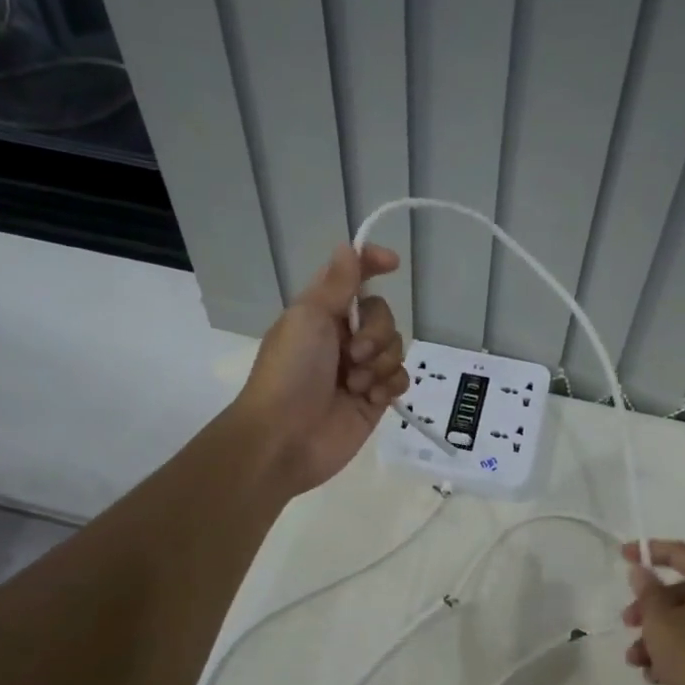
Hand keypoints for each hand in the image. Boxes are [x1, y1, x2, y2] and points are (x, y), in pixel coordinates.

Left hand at [235, 242, 409, 494]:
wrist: (284, 438)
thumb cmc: (290, 373)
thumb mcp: (308, 318)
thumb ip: (336, 284)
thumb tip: (349, 246)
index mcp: (321, 314)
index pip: (353, 279)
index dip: (372, 265)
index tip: (393, 264)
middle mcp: (342, 338)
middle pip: (383, 316)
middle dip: (376, 332)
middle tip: (353, 354)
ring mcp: (359, 371)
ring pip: (395, 347)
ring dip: (380, 362)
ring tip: (356, 384)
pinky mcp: (373, 400)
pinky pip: (399, 378)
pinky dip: (390, 384)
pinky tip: (372, 398)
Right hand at [621, 540, 684, 684]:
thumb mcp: (659, 619)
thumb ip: (646, 592)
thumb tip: (642, 572)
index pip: (681, 553)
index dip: (650, 550)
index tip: (623, 555)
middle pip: (679, 592)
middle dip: (647, 608)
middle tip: (627, 621)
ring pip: (684, 623)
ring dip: (654, 637)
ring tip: (635, 659)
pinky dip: (672, 656)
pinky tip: (654, 676)